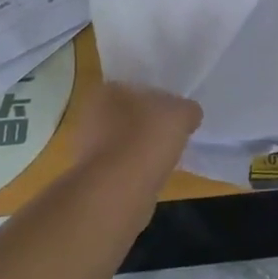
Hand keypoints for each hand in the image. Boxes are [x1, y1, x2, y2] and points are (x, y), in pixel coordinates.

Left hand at [68, 82, 201, 177]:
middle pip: (128, 115)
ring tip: (165, 157)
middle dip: (147, 123)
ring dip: (141, 148)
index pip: (136, 87)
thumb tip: (189, 115)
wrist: (119, 191)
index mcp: (107, 91)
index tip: (174, 112)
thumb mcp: (182, 114)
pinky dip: (135, 170)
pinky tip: (152, 175)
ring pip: (123, 141)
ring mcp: (88, 148)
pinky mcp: (92, 177)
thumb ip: (187, 109)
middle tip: (172, 133)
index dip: (158, 98)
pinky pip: (120, 166)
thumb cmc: (147, 139)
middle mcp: (91, 115)